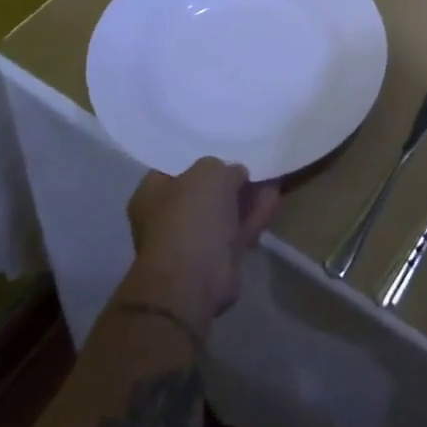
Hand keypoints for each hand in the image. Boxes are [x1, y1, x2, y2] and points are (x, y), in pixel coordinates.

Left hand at [125, 159, 280, 333]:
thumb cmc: (191, 216)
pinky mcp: (217, 260)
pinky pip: (239, 230)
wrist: (194, 280)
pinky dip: (255, 215)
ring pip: (225, 212)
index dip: (202, 155)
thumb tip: (235, 175)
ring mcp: (193, 241)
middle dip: (230, 178)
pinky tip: (274, 197)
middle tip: (253, 161)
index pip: (176, 167)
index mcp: (152, 194)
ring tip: (271, 175)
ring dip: (247, 196)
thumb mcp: (209, 172)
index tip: (225, 146)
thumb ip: (224, 167)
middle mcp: (168, 217)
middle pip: (204, 191)